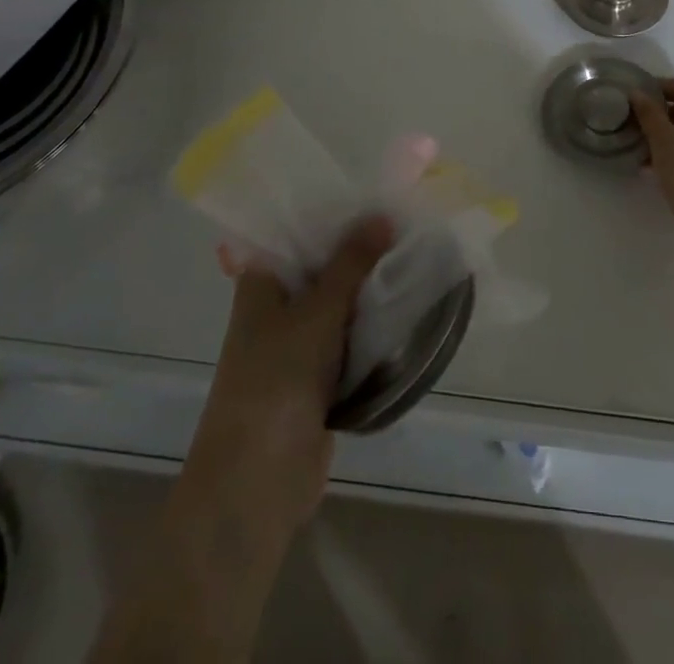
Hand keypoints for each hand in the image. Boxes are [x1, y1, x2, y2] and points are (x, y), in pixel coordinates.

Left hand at [176, 215, 392, 552]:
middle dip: (361, 247)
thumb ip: (350, 263)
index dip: (331, 211)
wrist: (256, 483)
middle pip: (323, 266)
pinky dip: (375, 323)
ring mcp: (299, 344)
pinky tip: (411, 302)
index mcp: (262, 283)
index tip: (372, 190)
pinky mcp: (320, 377)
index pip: (296, 231)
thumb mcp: (317, 312)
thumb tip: (382, 215)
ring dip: (371, 286)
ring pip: (341, 303)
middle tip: (406, 216)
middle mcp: (278, 308)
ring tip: (417, 249)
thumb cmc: (275, 381)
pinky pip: (352, 337)